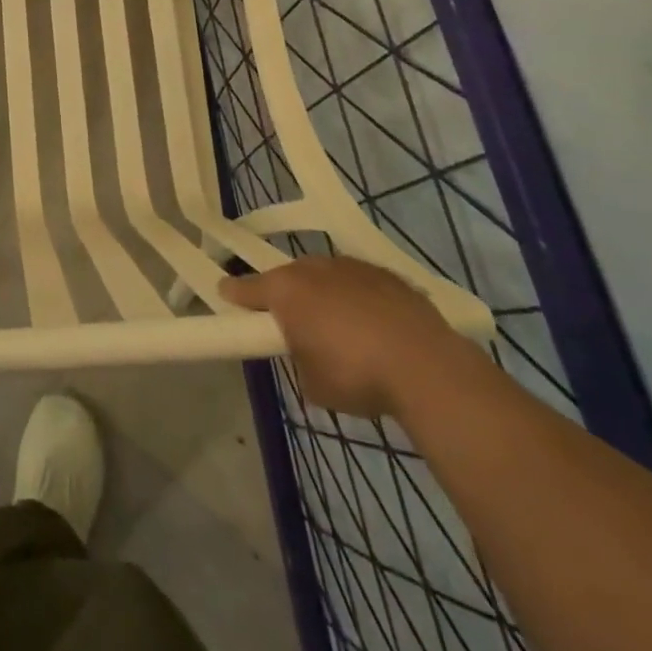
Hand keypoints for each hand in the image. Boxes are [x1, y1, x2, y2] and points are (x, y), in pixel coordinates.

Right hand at [221, 258, 471, 420]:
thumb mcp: (312, 383)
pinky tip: (376, 326)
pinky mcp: (388, 275)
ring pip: (327, 277)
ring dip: (327, 296)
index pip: (246, 288)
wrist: (426, 366)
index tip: (225, 295)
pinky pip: (361, 283)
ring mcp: (352, 267)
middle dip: (289, 297)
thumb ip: (299, 360)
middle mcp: (313, 268)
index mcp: (285, 290)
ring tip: (342, 328)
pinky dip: (361, 299)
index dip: (235, 295)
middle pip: (289, 279)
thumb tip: (308, 354)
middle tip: (296, 324)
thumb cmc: (356, 375)